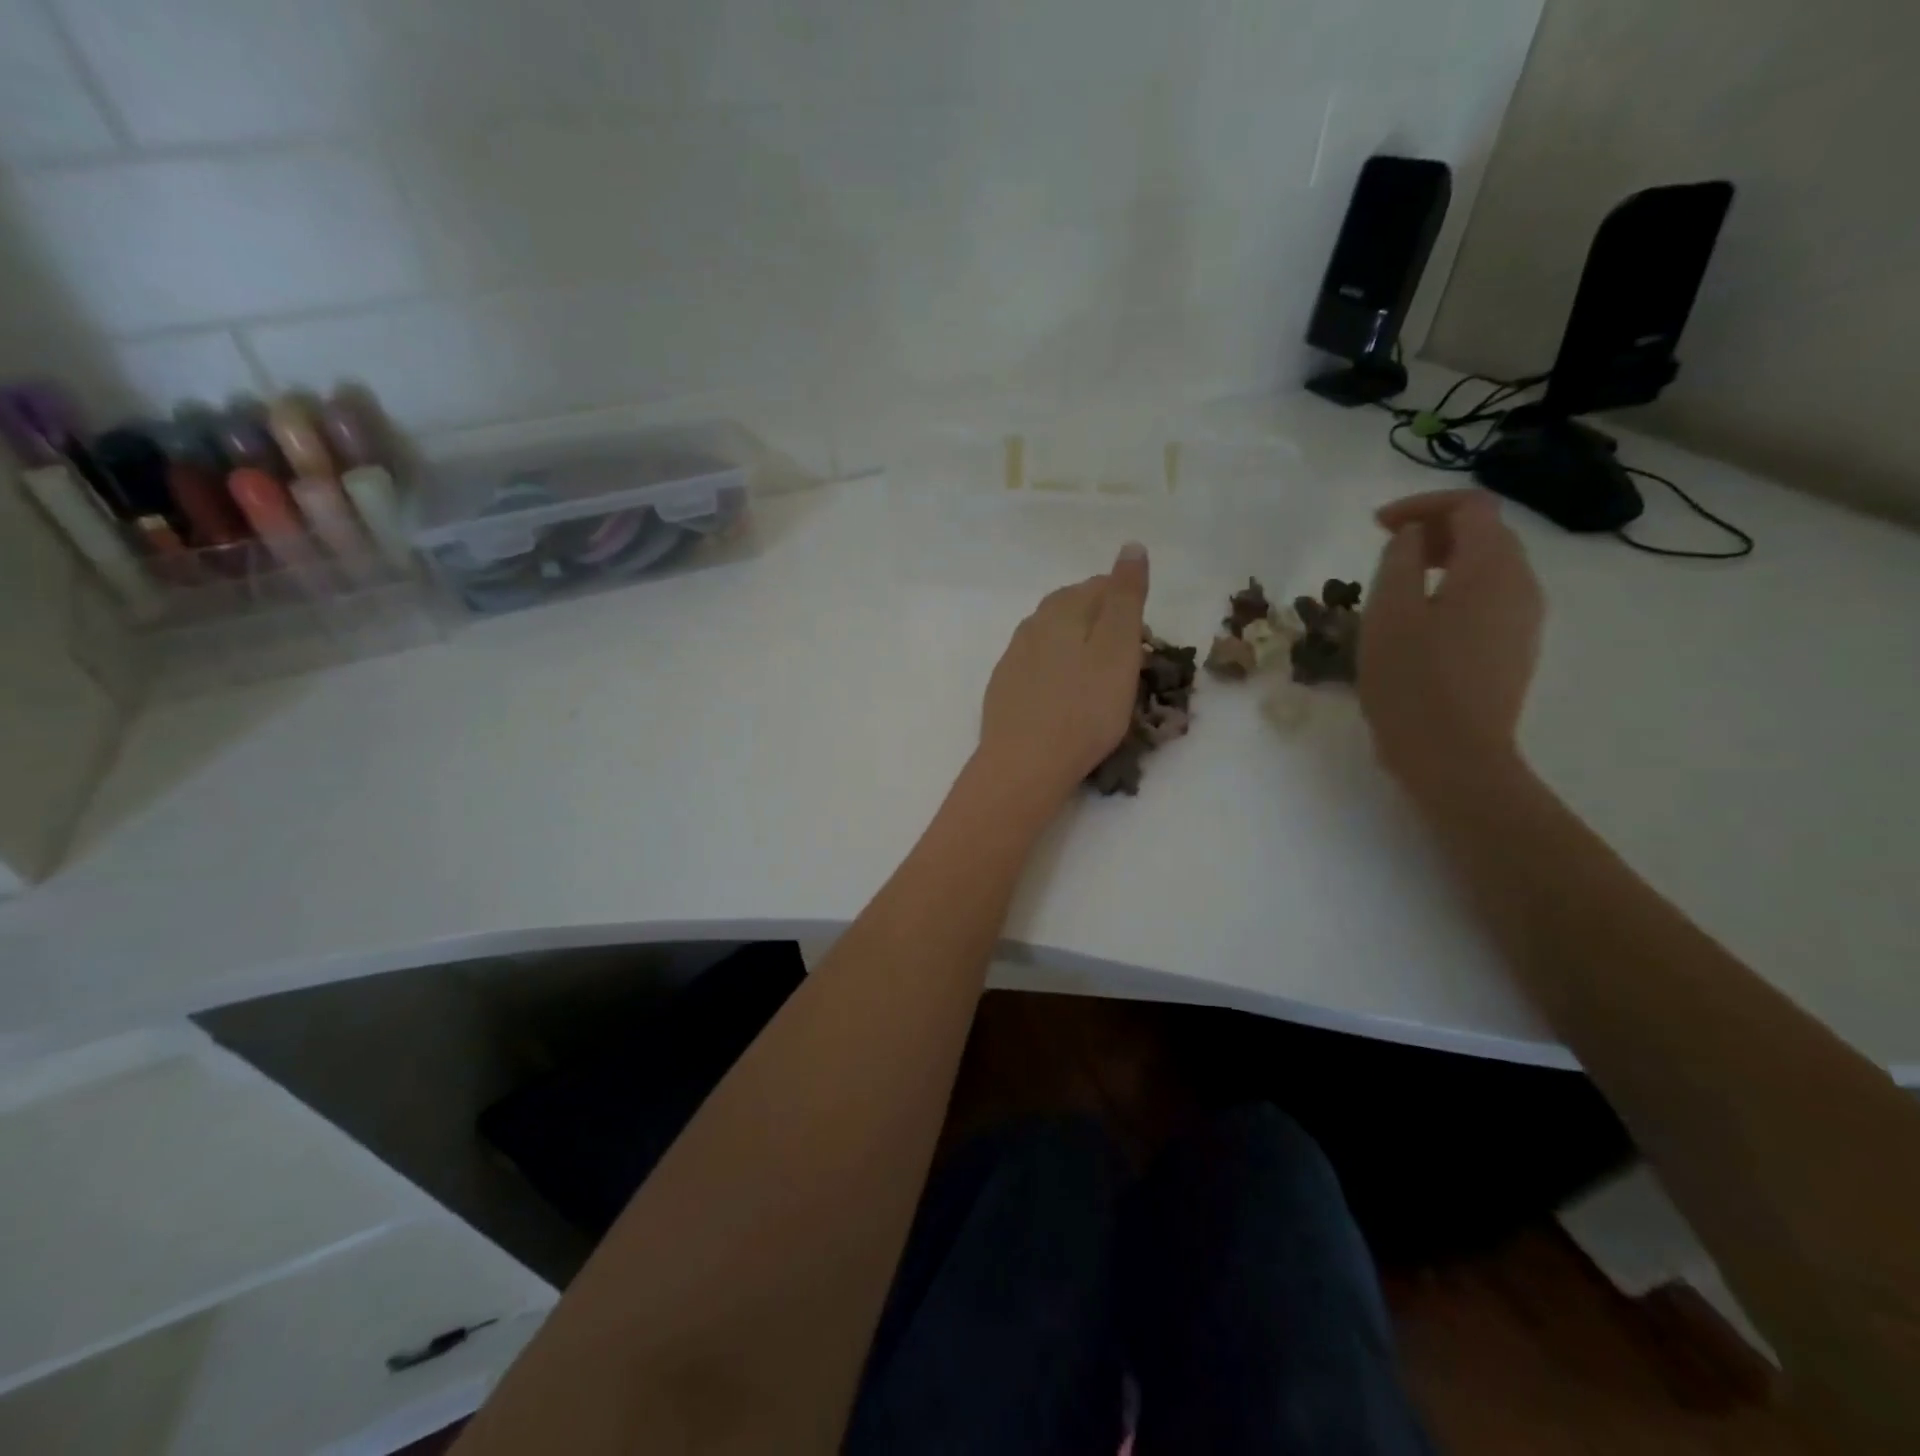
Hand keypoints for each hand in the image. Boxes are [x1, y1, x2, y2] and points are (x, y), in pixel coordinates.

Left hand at [976, 543, 1149, 806]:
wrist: (1024, 765)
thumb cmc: (1083, 708)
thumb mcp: (1118, 648)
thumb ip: (1124, 597)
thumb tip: (1131, 546)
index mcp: (1061, 610)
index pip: (1099, 586)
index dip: (1127, 605)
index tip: (1144, 640)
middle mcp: (1031, 625)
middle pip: (1072, 609)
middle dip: (1101, 624)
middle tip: (1126, 660)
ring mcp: (1012, 658)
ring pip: (1052, 638)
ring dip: (1077, 647)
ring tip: (1098, 679)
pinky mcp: (1003, 689)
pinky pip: (1036, 666)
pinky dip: (1056, 672)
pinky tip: (1064, 696)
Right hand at [1361, 490, 1543, 798]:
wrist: (1454, 757)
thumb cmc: (1413, 681)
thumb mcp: (1389, 613)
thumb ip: (1400, 560)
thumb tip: (1412, 538)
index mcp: (1492, 568)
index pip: (1471, 506)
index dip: (1422, 504)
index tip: (1377, 525)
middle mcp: (1521, 585)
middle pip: (1485, 533)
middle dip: (1434, 530)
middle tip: (1385, 550)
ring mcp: (1523, 621)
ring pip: (1487, 568)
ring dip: (1443, 562)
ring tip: (1396, 586)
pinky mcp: (1513, 650)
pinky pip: (1487, 600)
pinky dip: (1453, 591)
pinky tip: (1419, 622)